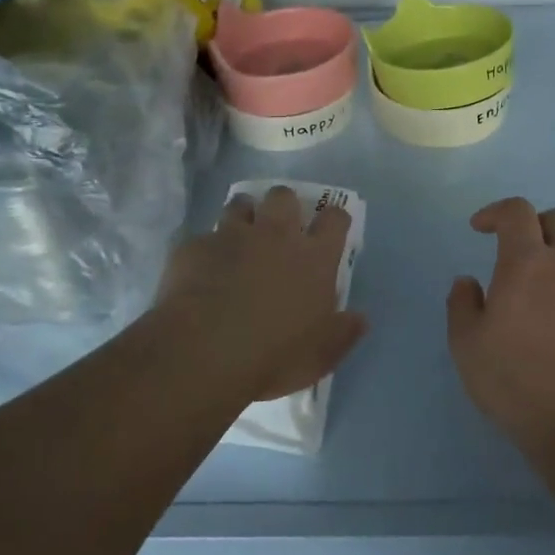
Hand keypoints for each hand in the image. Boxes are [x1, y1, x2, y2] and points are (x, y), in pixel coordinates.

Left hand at [154, 186, 366, 404]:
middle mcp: (275, 235)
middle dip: (284, 205)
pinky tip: (201, 271)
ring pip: (240, 204)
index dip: (334, 219)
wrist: (203, 354)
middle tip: (279, 228)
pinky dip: (206, 250)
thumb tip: (360, 318)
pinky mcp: (195, 247)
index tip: (331, 230)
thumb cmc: (274, 356)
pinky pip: (203, 238)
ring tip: (239, 238)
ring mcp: (232, 237)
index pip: (335, 219)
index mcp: (313, 258)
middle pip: (284, 197)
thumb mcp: (321, 355)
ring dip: (244, 216)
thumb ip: (344, 332)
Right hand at [446, 197, 554, 457]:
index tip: (480, 228)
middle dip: (535, 223)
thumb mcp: (467, 347)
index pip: (517, 212)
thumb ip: (462, 305)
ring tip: (552, 272)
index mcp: (527, 263)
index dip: (496, 211)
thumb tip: (468, 281)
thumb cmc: (517, 384)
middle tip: (518, 248)